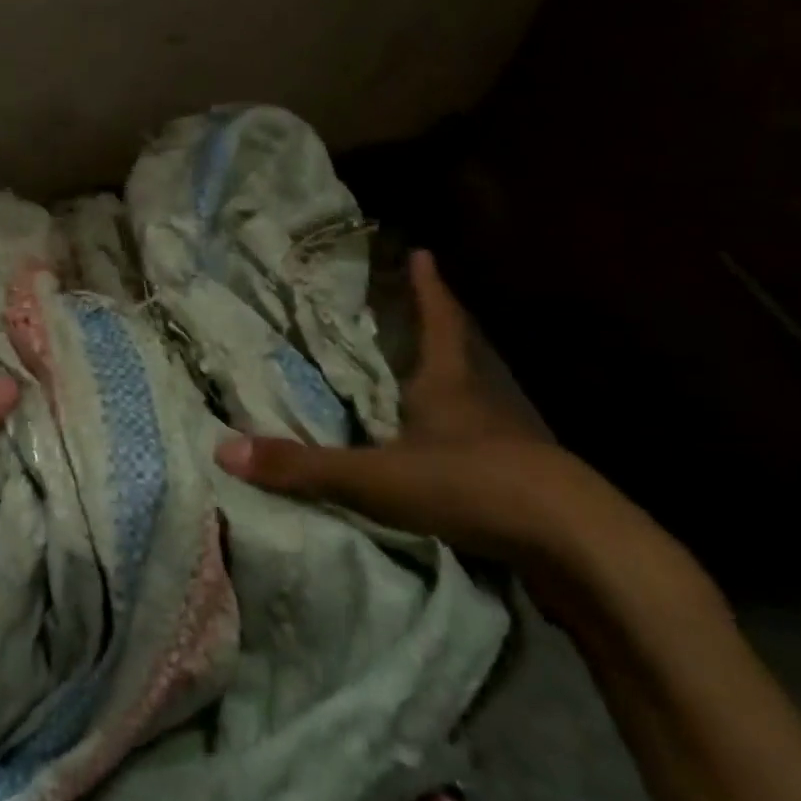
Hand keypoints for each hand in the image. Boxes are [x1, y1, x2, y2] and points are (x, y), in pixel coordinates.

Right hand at [215, 250, 635, 573]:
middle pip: (459, 357)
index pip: (438, 323)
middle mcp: (481, 404)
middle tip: (411, 316)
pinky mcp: (523, 485)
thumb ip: (303, 467)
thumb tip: (225, 450)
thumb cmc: (471, 486)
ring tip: (421, 385)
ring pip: (473, 404)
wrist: (576, 546)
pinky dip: (461, 444)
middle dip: (437, 334)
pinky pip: (483, 450)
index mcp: (447, 385)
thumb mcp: (375, 477)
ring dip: (449, 390)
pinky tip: (446, 460)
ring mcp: (508, 444)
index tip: (423, 253)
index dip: (428, 289)